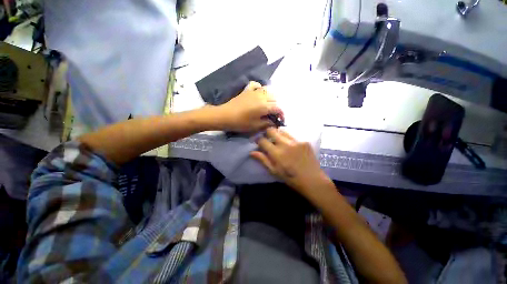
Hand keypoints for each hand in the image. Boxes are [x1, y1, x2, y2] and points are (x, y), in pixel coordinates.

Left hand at [216, 81, 282, 132]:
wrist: (225, 116)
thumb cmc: (241, 123)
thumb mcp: (255, 126)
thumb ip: (267, 123)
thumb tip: (274, 122)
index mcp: (264, 106)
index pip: (278, 108)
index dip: (281, 114)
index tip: (280, 119)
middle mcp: (261, 96)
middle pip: (274, 99)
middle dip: (276, 106)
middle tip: (273, 115)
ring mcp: (254, 92)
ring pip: (267, 91)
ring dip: (270, 98)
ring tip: (268, 105)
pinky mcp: (247, 90)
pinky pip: (256, 85)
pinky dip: (260, 88)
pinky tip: (259, 93)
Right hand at [251, 127, 331, 196]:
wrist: (312, 180)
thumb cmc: (291, 178)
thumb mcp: (274, 171)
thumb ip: (263, 160)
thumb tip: (251, 152)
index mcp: (277, 153)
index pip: (262, 140)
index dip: (258, 140)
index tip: (259, 143)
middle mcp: (286, 144)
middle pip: (272, 130)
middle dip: (267, 133)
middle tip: (268, 139)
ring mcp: (296, 141)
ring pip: (282, 130)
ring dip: (277, 134)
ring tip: (278, 141)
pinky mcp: (304, 141)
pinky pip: (292, 135)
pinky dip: (287, 138)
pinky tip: (289, 146)